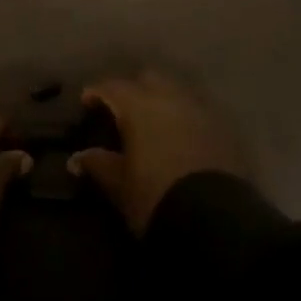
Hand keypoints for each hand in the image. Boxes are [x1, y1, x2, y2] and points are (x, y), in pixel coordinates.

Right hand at [68, 70, 244, 233]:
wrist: (215, 221)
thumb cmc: (155, 198)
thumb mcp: (119, 185)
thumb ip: (98, 164)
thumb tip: (77, 158)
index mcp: (139, 106)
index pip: (112, 87)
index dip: (97, 92)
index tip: (87, 102)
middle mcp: (170, 98)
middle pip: (149, 79)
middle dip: (134, 89)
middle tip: (122, 110)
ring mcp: (200, 111)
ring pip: (176, 92)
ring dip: (162, 101)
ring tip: (153, 124)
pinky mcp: (223, 130)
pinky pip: (197, 112)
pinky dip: (184, 118)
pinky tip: (179, 137)